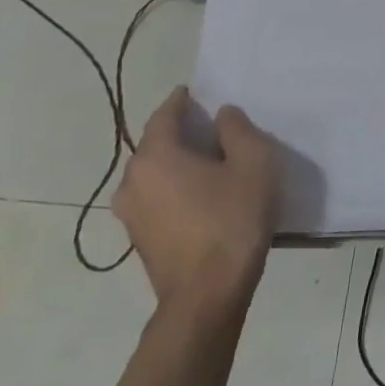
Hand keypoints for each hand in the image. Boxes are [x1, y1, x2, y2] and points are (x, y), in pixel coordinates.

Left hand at [113, 87, 279, 316]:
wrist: (207, 293)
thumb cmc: (232, 219)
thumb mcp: (254, 163)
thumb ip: (238, 130)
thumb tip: (222, 116)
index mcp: (156, 156)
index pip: (163, 116)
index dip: (180, 101)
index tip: (194, 92)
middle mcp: (132, 181)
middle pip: (156, 145)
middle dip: (180, 133)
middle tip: (211, 128)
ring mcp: (130, 214)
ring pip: (155, 174)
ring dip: (178, 164)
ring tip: (210, 163)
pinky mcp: (139, 239)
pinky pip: (157, 198)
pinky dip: (175, 188)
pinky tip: (203, 196)